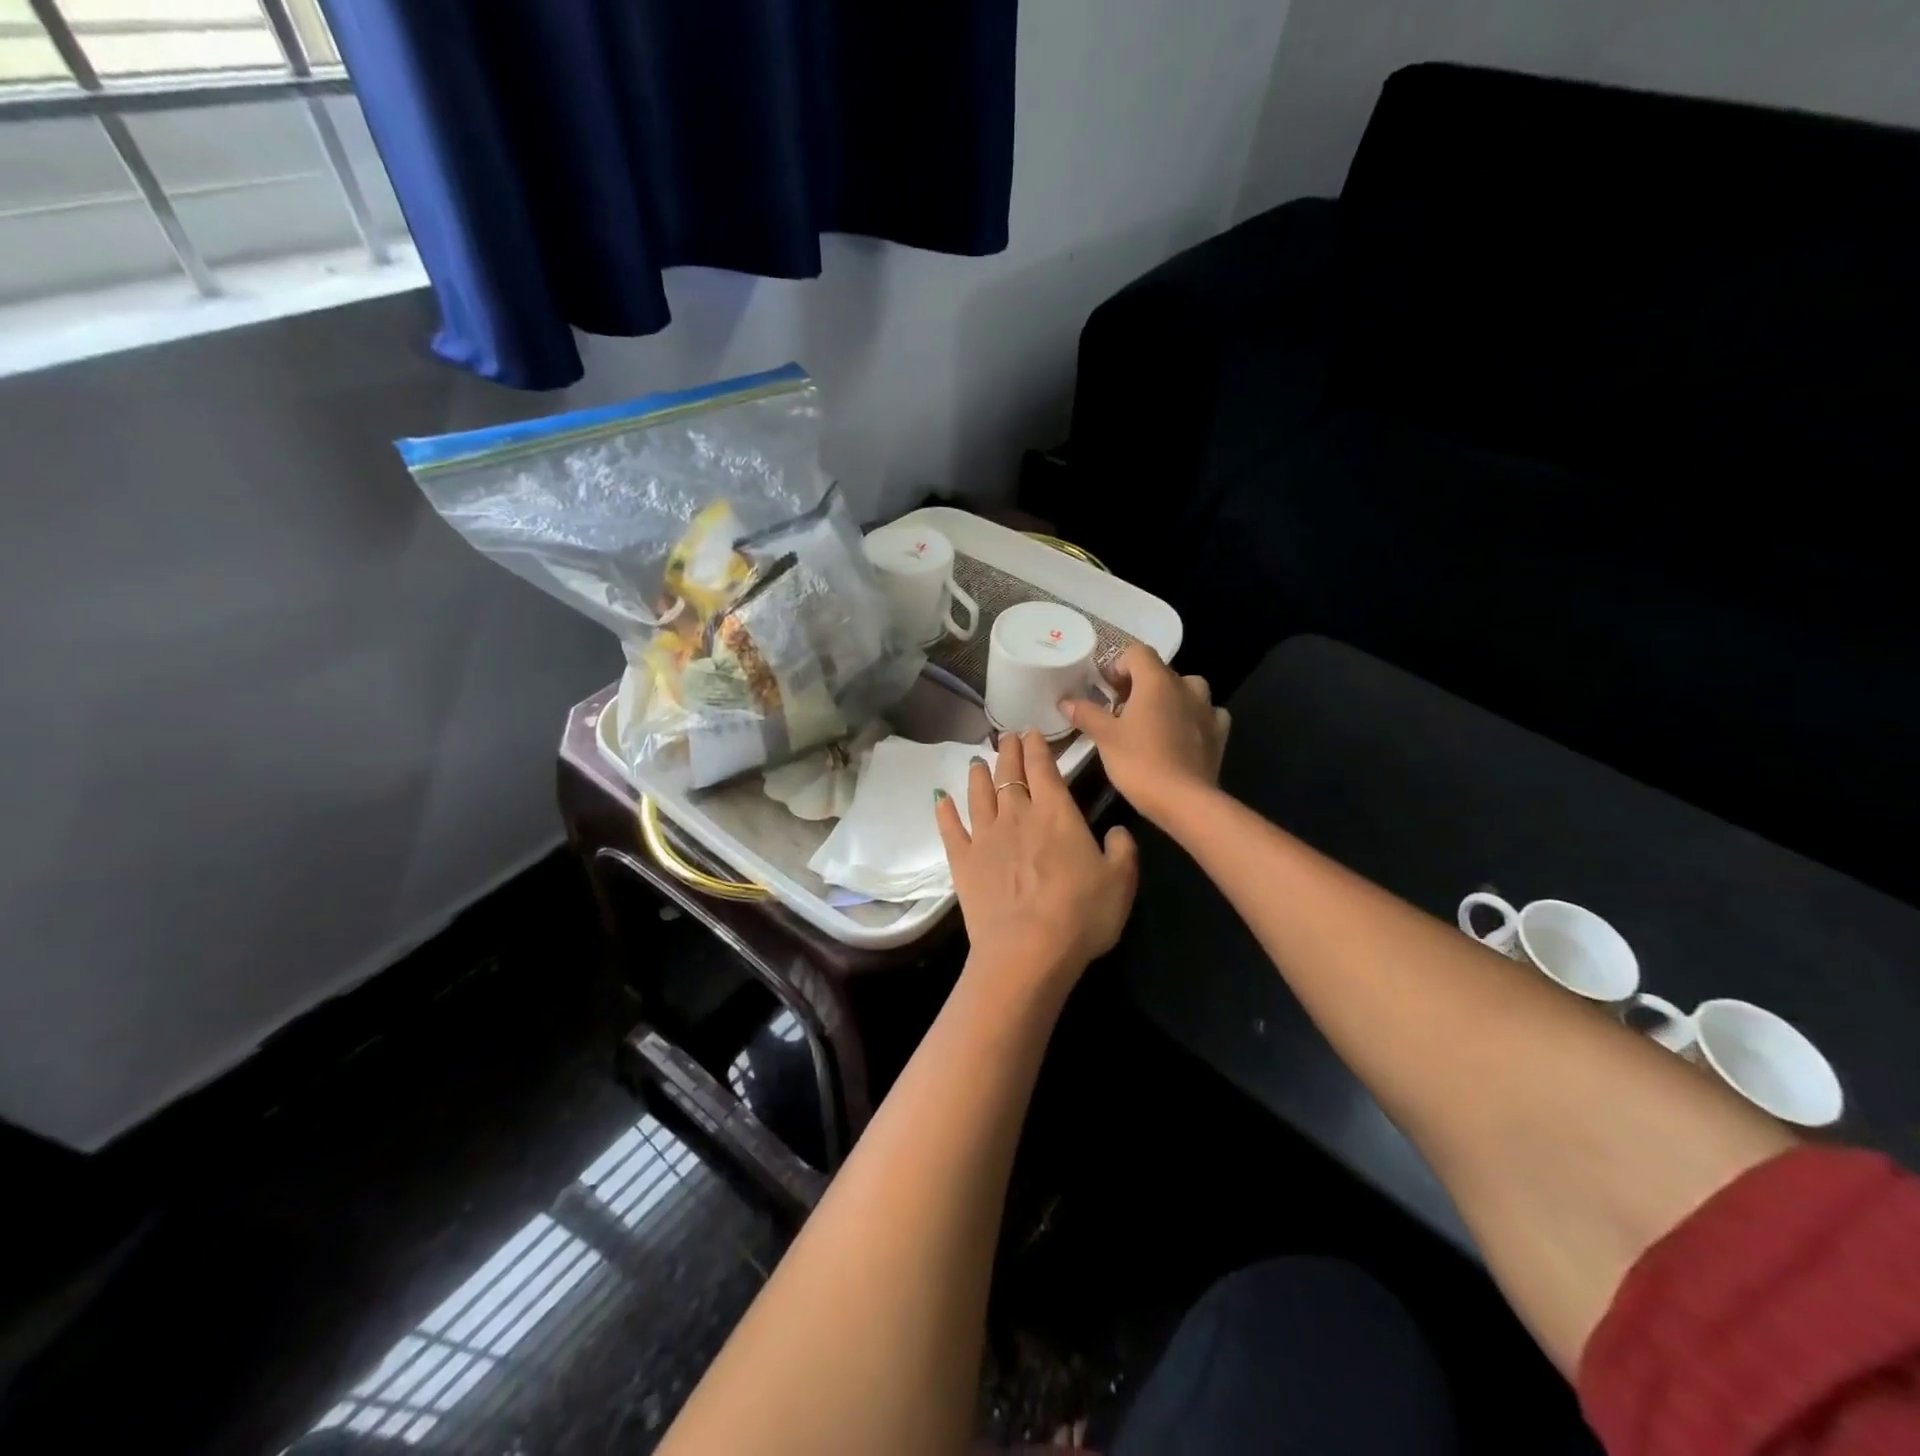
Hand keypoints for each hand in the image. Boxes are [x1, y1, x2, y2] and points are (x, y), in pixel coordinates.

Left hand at [935, 730, 1139, 994]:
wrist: (1028, 950)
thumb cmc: (1081, 914)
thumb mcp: (1120, 881)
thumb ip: (1122, 849)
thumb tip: (1118, 831)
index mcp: (1055, 813)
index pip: (1043, 768)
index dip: (1037, 747)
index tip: (1031, 732)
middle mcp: (1017, 815)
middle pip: (1009, 774)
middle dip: (1008, 752)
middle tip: (1006, 737)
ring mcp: (985, 836)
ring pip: (978, 794)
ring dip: (978, 775)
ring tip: (977, 761)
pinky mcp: (963, 861)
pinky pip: (950, 828)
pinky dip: (944, 811)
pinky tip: (940, 798)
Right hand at [1061, 644, 1229, 822]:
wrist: (1184, 801)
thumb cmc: (1139, 762)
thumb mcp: (1104, 738)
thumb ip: (1086, 714)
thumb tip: (1066, 701)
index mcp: (1156, 681)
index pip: (1137, 653)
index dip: (1118, 665)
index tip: (1105, 689)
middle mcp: (1185, 687)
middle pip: (1160, 671)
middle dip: (1139, 684)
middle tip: (1119, 709)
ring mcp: (1206, 709)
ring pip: (1187, 689)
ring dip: (1169, 697)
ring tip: (1152, 719)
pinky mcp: (1218, 733)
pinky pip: (1207, 713)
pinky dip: (1193, 717)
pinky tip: (1182, 733)